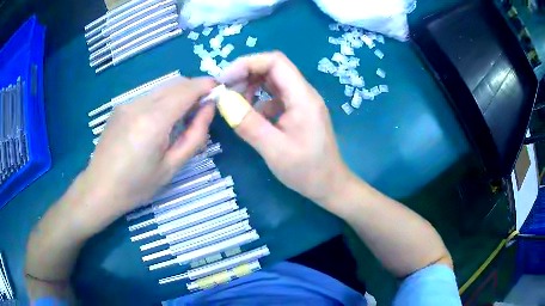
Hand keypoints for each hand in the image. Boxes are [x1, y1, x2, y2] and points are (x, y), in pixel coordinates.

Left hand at [83, 77, 215, 222]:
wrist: (100, 188)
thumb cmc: (137, 185)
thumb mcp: (172, 167)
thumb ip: (195, 135)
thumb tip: (208, 108)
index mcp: (154, 121)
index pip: (187, 90)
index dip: (206, 86)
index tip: (218, 92)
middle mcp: (140, 104)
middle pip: (176, 84)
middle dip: (194, 90)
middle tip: (202, 110)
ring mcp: (128, 103)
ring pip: (162, 88)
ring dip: (178, 95)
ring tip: (180, 119)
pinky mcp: (120, 107)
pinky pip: (148, 96)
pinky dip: (162, 101)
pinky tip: (158, 123)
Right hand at [218, 52, 350, 208]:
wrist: (329, 185)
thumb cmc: (306, 170)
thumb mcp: (274, 149)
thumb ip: (248, 124)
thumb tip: (223, 100)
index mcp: (303, 97)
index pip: (275, 62)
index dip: (247, 64)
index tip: (225, 80)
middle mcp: (304, 94)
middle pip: (273, 69)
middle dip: (246, 74)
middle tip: (224, 91)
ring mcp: (301, 103)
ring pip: (273, 82)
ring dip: (251, 87)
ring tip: (234, 103)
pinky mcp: (298, 113)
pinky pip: (275, 98)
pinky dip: (259, 101)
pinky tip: (251, 116)